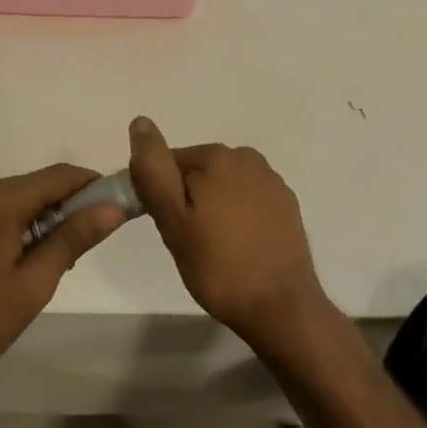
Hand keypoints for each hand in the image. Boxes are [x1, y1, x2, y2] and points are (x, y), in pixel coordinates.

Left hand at [0, 164, 127, 401]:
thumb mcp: (33, 285)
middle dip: (55, 206)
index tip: (108, 204)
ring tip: (32, 260)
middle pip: (25, 187)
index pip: (57, 176)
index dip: (88, 185)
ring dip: (22, 218)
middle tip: (73, 244)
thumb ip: (72, 239)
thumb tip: (111, 209)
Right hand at [127, 116, 330, 350]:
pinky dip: (237, 216)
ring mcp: (271, 181)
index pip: (167, 162)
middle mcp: (247, 157)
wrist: (279, 305)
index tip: (167, 226)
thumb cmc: (217, 264)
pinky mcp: (286, 204)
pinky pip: (247, 200)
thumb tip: (140, 122)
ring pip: (222, 186)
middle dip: (187, 200)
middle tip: (188, 241)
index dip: (159, 194)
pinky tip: (239, 246)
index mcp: (217, 156)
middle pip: (196, 172)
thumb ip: (153, 169)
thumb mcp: (171, 219)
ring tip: (213, 247)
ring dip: (211, 207)